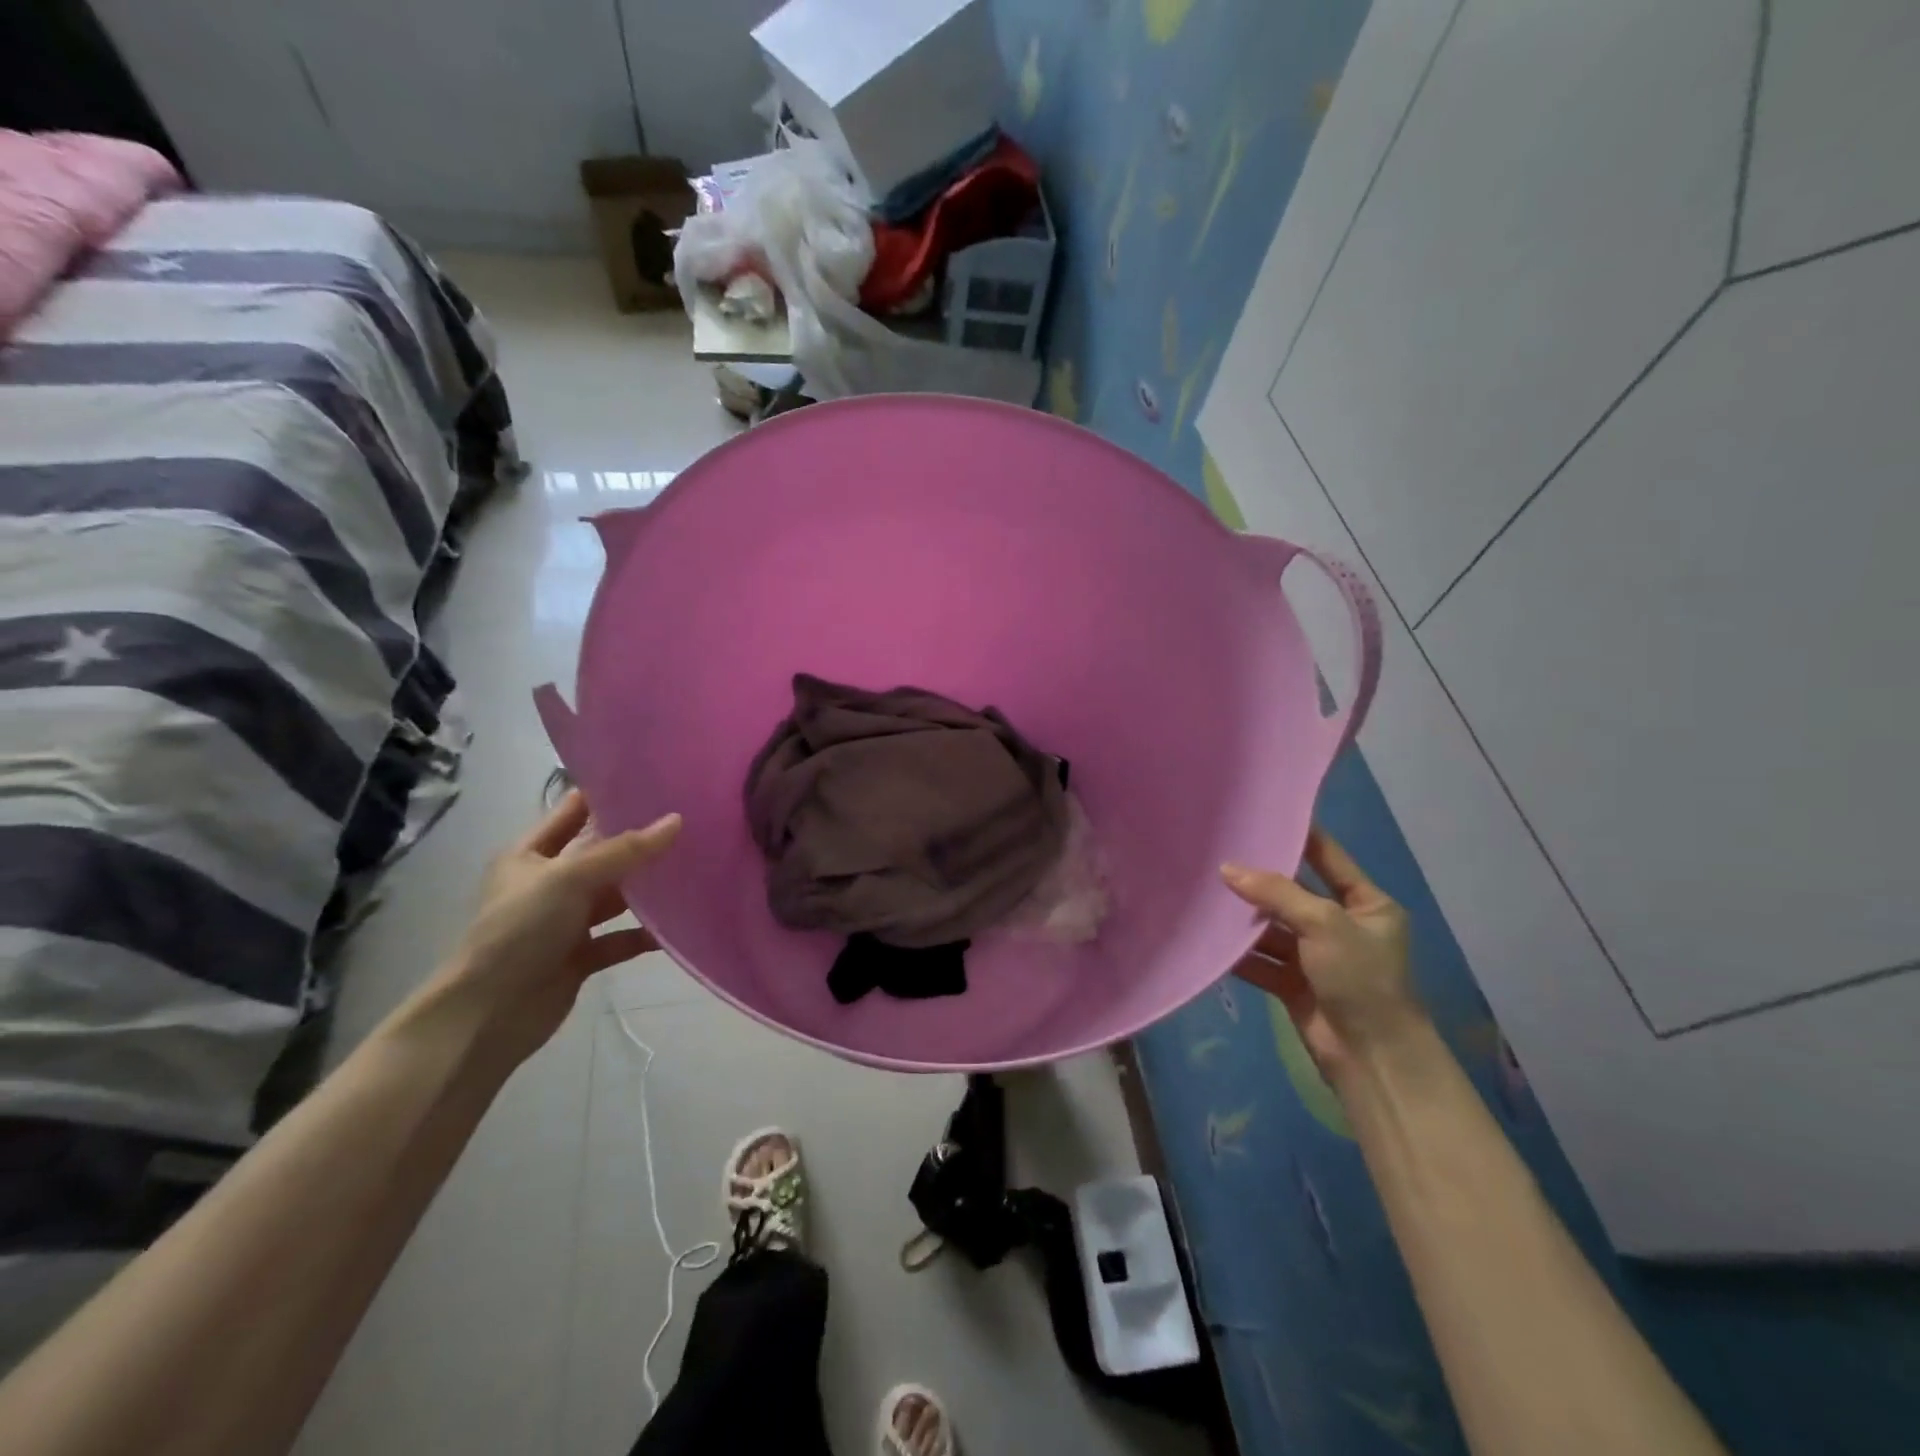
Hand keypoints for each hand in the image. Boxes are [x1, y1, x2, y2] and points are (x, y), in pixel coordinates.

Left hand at [437, 790, 680, 1065]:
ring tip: (694, 869)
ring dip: (646, 889)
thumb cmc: (519, 930)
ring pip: (614, 896)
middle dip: (640, 842)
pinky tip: (678, 926)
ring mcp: (564, 921)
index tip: (656, 781)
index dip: (608, 795)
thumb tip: (676, 821)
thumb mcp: (569, 878)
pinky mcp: (579, 956)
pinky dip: (644, 934)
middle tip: (690, 822)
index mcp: (530, 854)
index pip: (573, 811)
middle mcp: (548, 883)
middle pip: (601, 854)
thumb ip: (625, 851)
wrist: (487, 1015)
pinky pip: (619, 938)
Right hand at [1222, 827, 1420, 1081]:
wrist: (1372, 1058)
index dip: (1299, 836)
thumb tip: (1227, 869)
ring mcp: (1316, 956)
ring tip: (1205, 894)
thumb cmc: (1361, 978)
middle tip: (1218, 853)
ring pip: (1273, 928)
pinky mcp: (1294, 983)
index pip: (1329, 858)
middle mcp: (1341, 926)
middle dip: (1259, 880)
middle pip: (1293, 893)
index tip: (1263, 813)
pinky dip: (1239, 953)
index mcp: (1366, 904)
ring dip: (1244, 919)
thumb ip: (1276, 892)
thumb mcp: (1324, 924)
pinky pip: (1261, 960)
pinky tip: (1209, 938)